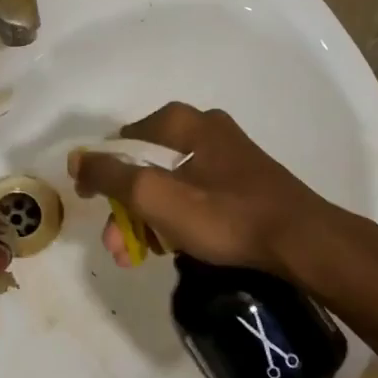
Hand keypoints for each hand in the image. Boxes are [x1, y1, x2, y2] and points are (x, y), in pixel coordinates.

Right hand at [69, 103, 355, 280]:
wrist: (302, 242)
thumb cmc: (222, 215)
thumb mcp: (153, 195)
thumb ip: (109, 175)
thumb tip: (76, 159)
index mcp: (181, 122)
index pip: (121, 141)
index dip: (100, 174)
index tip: (93, 206)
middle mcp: (203, 127)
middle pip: (146, 165)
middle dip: (126, 207)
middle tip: (119, 246)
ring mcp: (227, 153)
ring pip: (170, 182)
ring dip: (149, 217)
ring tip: (142, 254)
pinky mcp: (243, 179)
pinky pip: (195, 192)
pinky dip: (178, 215)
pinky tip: (177, 245)